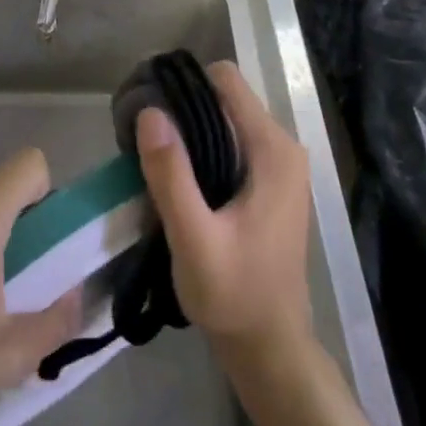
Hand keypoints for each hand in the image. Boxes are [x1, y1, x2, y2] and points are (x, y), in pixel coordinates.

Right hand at [136, 61, 311, 363]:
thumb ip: (171, 175)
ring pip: (225, 121)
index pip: (226, 80)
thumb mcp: (193, 237)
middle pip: (225, 98)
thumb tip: (150, 112)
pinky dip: (203, 151)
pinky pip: (231, 144)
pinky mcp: (270, 183)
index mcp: (272, 151)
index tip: (148, 109)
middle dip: (183, 109)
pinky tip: (179, 179)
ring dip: (190, 132)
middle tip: (143, 140)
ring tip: (155, 160)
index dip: (184, 85)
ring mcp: (279, 166)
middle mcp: (282, 148)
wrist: (268, 345)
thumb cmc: (233, 294)